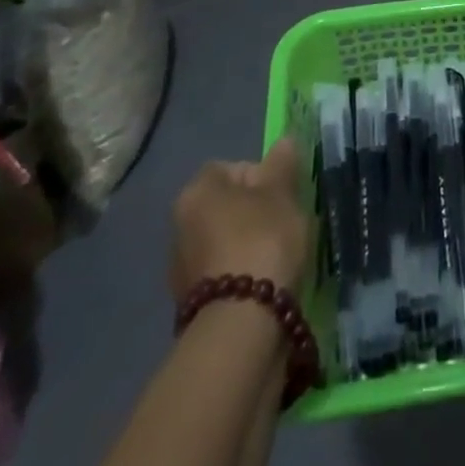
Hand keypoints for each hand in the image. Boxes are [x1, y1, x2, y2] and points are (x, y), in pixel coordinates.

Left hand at [169, 139, 311, 300]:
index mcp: (197, 191)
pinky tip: (265, 284)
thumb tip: (284, 141)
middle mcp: (179, 225)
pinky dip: (243, 275)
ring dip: (248, 245)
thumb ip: (283, 164)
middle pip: (226, 205)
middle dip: (255, 211)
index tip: (283, 193)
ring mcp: (181, 268)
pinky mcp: (191, 305)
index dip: (260, 175)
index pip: (230, 168)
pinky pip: (223, 274)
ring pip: (224, 241)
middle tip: (285, 223)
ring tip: (279, 258)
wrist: (241, 325)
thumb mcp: (282, 194)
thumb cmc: (262, 241)